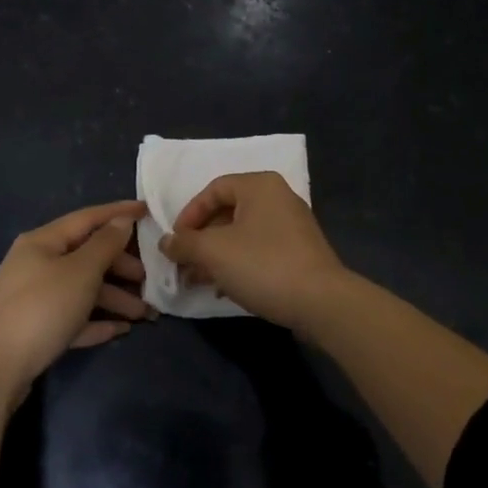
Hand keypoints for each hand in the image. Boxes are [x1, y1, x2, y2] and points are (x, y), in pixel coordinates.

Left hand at [0, 200, 152, 395]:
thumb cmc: (41, 308)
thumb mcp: (80, 271)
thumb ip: (105, 245)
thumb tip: (121, 221)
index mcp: (43, 242)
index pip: (87, 218)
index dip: (118, 213)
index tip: (148, 210)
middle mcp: (36, 264)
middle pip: (87, 256)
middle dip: (121, 266)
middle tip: (149, 279)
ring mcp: (33, 298)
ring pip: (82, 290)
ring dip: (114, 299)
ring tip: (144, 315)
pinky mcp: (34, 330)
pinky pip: (73, 318)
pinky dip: (96, 321)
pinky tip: (120, 330)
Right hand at [160, 172, 350, 329]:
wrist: (321, 303)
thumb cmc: (263, 265)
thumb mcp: (214, 252)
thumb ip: (184, 244)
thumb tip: (165, 242)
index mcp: (259, 185)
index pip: (213, 189)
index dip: (189, 215)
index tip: (175, 241)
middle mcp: (277, 197)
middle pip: (227, 212)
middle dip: (201, 240)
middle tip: (183, 264)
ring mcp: (292, 225)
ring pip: (242, 234)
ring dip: (216, 255)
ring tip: (197, 280)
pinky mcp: (299, 252)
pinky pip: (259, 250)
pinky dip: (238, 264)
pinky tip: (224, 289)